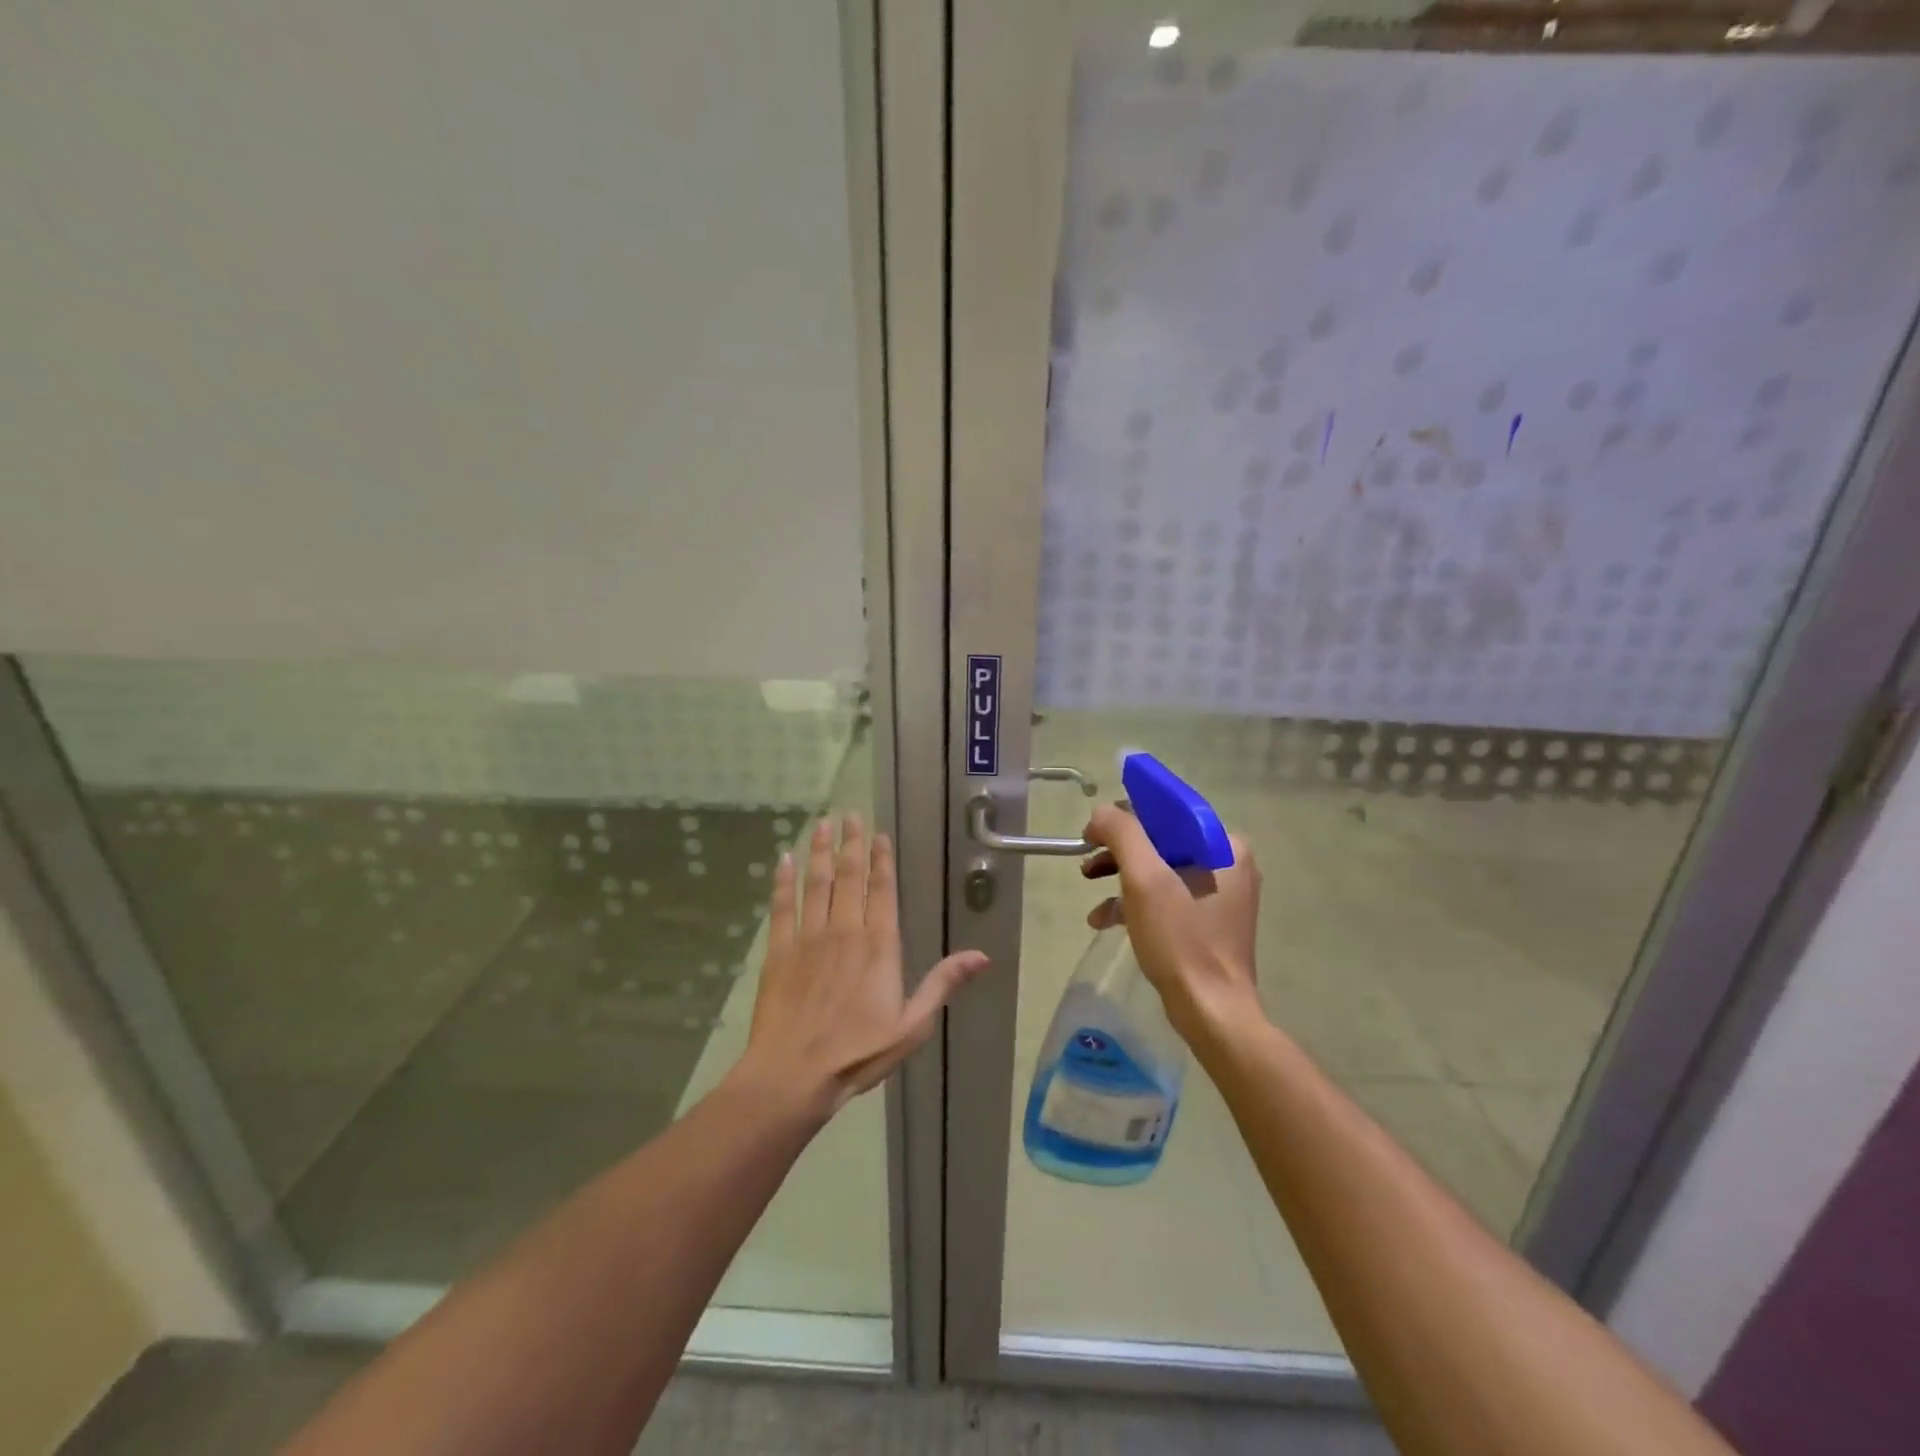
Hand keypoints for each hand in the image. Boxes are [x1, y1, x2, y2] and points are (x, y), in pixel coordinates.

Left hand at [735, 813, 988, 1118]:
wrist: (794, 1074)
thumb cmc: (859, 1052)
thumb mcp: (913, 1025)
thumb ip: (943, 984)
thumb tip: (982, 955)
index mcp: (879, 945)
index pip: (881, 890)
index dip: (880, 859)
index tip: (877, 834)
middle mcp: (845, 930)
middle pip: (848, 876)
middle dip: (849, 843)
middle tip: (848, 814)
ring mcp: (808, 938)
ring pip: (815, 883)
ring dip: (819, 851)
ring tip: (821, 824)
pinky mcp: (778, 951)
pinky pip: (781, 907)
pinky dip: (782, 882)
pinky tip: (784, 860)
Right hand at [1081, 804, 1262, 1041]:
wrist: (1210, 1010)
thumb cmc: (1180, 939)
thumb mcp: (1144, 879)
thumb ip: (1122, 833)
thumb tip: (1101, 813)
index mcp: (1225, 845)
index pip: (1168, 811)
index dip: (1126, 815)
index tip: (1093, 833)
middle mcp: (1229, 863)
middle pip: (1161, 840)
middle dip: (1119, 850)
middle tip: (1087, 863)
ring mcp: (1220, 894)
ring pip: (1160, 868)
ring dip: (1121, 875)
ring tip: (1088, 886)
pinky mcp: (1208, 920)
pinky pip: (1166, 895)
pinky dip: (1135, 901)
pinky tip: (1103, 919)